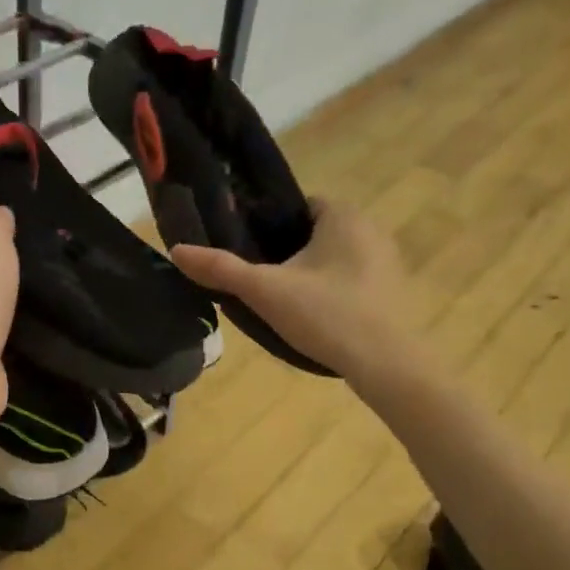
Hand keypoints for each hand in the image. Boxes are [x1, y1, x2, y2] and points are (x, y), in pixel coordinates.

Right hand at [171, 199, 406, 382]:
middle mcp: (371, 229)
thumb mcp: (265, 291)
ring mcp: (387, 262)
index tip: (251, 254)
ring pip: (334, 261)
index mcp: (343, 216)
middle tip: (262, 284)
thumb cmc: (325, 315)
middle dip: (289, 254)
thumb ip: (221, 269)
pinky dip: (333, 296)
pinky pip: (352, 284)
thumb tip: (176, 250)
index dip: (271, 227)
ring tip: (285, 306)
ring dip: (312, 276)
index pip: (298, 206)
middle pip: (315, 234)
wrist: (385, 363)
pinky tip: (317, 321)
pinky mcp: (393, 293)